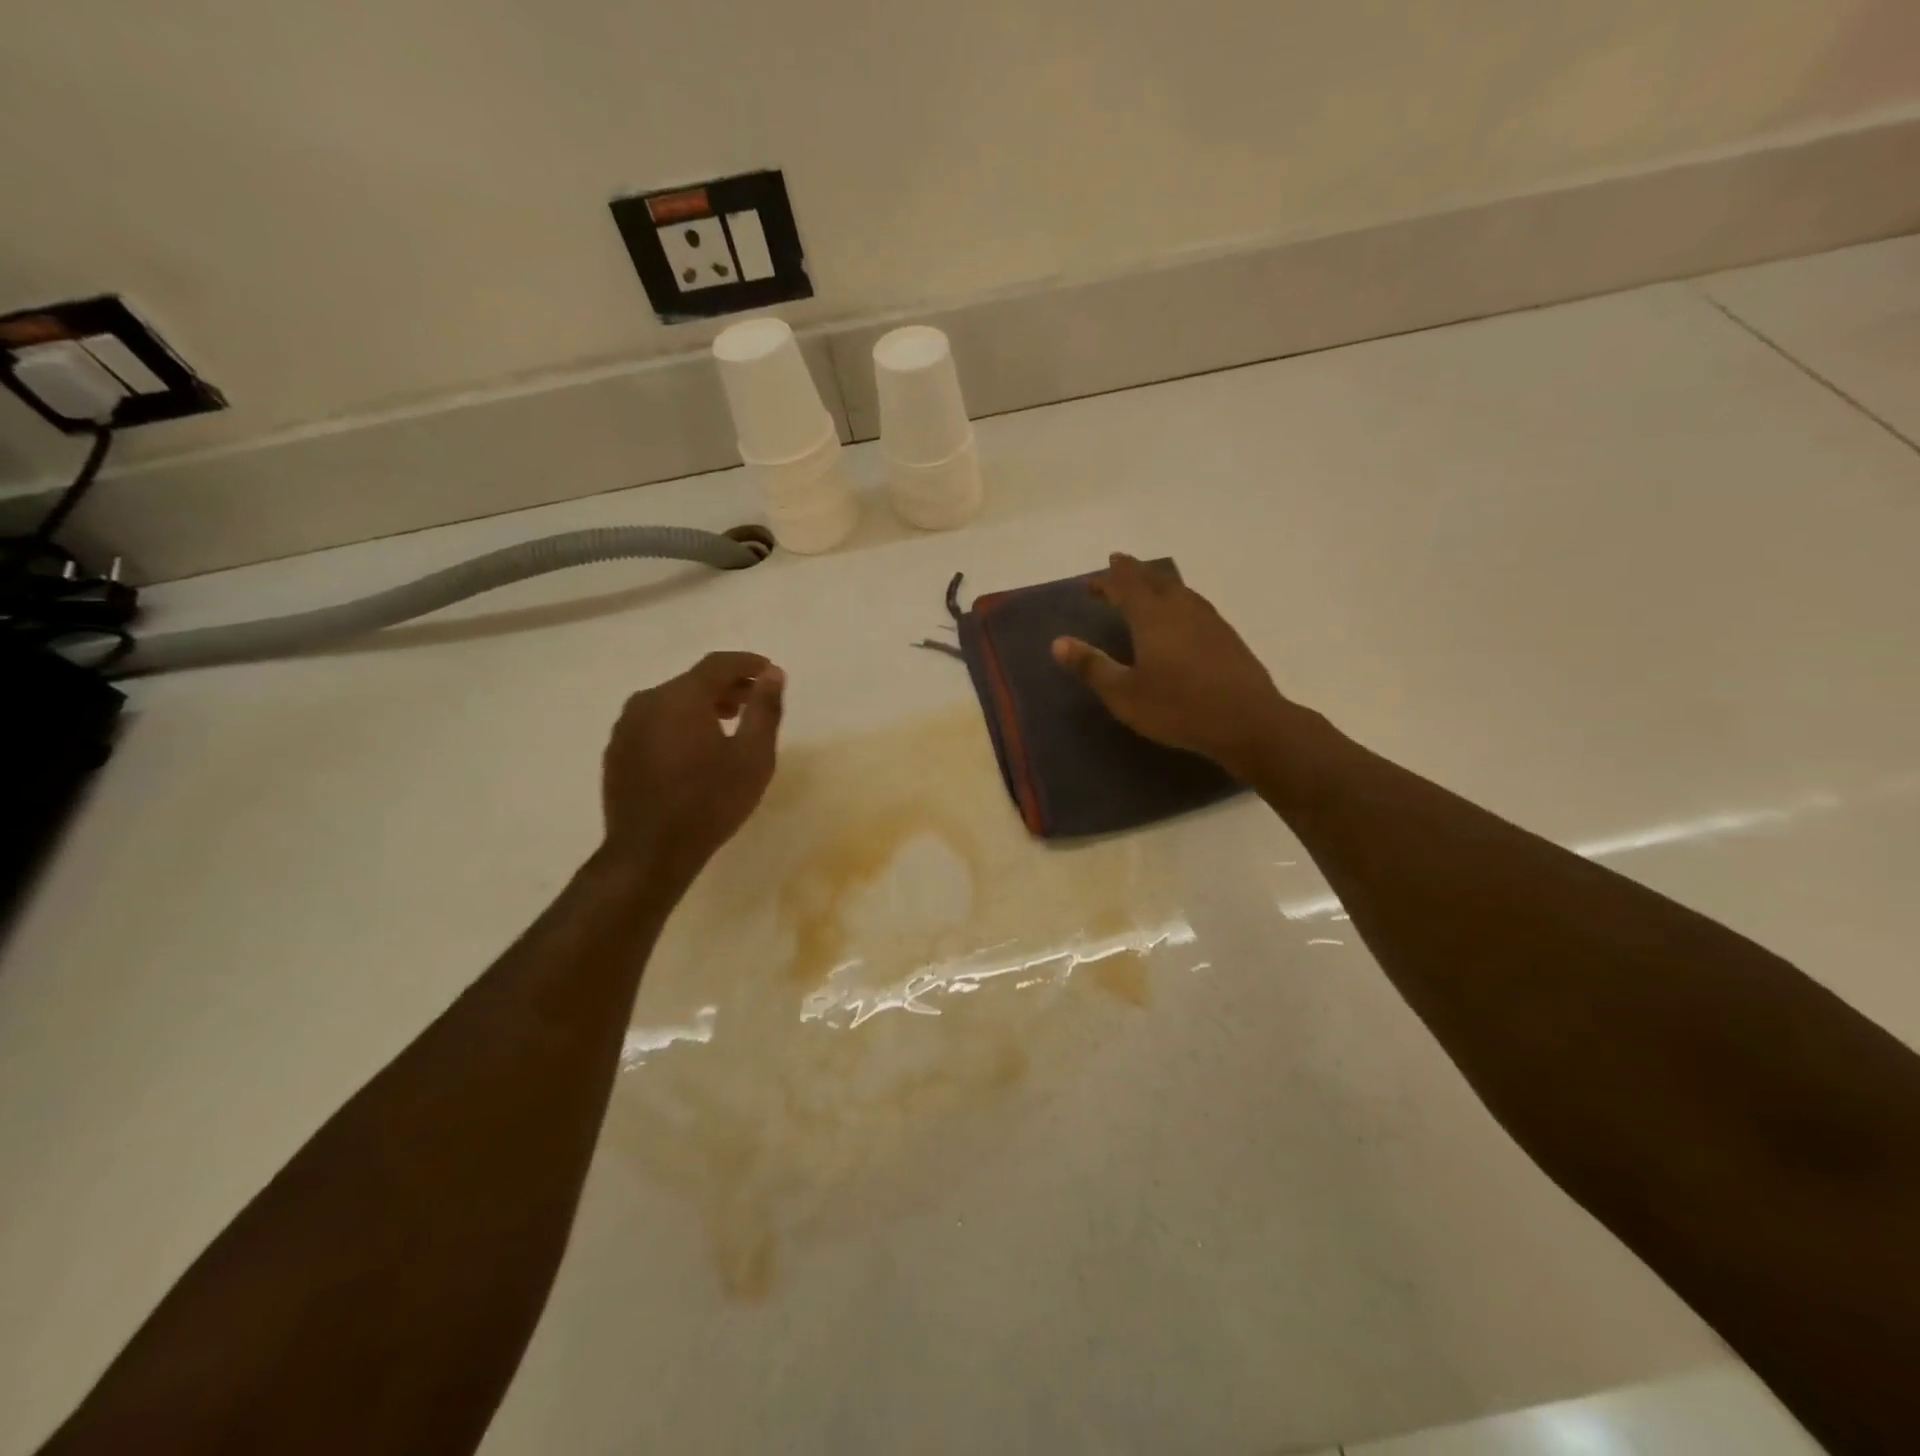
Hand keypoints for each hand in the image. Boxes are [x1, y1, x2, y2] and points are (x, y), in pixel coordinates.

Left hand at [599, 651, 784, 880]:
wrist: (650, 852)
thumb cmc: (710, 802)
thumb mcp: (754, 756)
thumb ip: (765, 709)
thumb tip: (772, 674)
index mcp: (681, 697)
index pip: (718, 664)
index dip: (748, 663)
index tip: (769, 671)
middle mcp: (648, 701)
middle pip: (693, 682)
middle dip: (727, 687)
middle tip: (753, 702)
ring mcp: (626, 727)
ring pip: (671, 703)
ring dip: (701, 706)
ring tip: (727, 726)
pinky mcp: (616, 752)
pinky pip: (654, 725)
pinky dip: (678, 726)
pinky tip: (694, 751)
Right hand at [1052, 554, 1299, 780]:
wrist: (1247, 721)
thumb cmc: (1178, 708)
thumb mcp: (1124, 694)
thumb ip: (1092, 666)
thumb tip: (1058, 642)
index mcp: (1152, 617)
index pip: (1124, 586)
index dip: (1106, 581)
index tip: (1089, 582)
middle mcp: (1180, 608)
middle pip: (1154, 579)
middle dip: (1132, 572)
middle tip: (1116, 565)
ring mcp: (1208, 619)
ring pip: (1178, 588)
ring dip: (1157, 581)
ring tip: (1146, 584)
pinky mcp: (1226, 635)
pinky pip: (1194, 603)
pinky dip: (1177, 598)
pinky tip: (1181, 614)